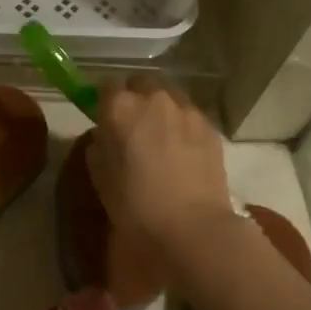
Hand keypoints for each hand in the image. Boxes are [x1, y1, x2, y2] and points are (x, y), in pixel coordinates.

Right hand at [87, 80, 232, 246]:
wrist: (191, 227)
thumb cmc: (135, 205)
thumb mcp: (100, 176)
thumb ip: (100, 144)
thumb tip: (106, 135)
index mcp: (120, 107)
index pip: (106, 85)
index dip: (104, 100)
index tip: (105, 116)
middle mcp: (153, 98)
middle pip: (141, 82)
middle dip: (136, 97)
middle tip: (134, 125)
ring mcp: (186, 110)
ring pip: (169, 95)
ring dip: (161, 108)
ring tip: (162, 136)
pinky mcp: (210, 127)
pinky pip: (190, 115)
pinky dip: (183, 125)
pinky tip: (183, 150)